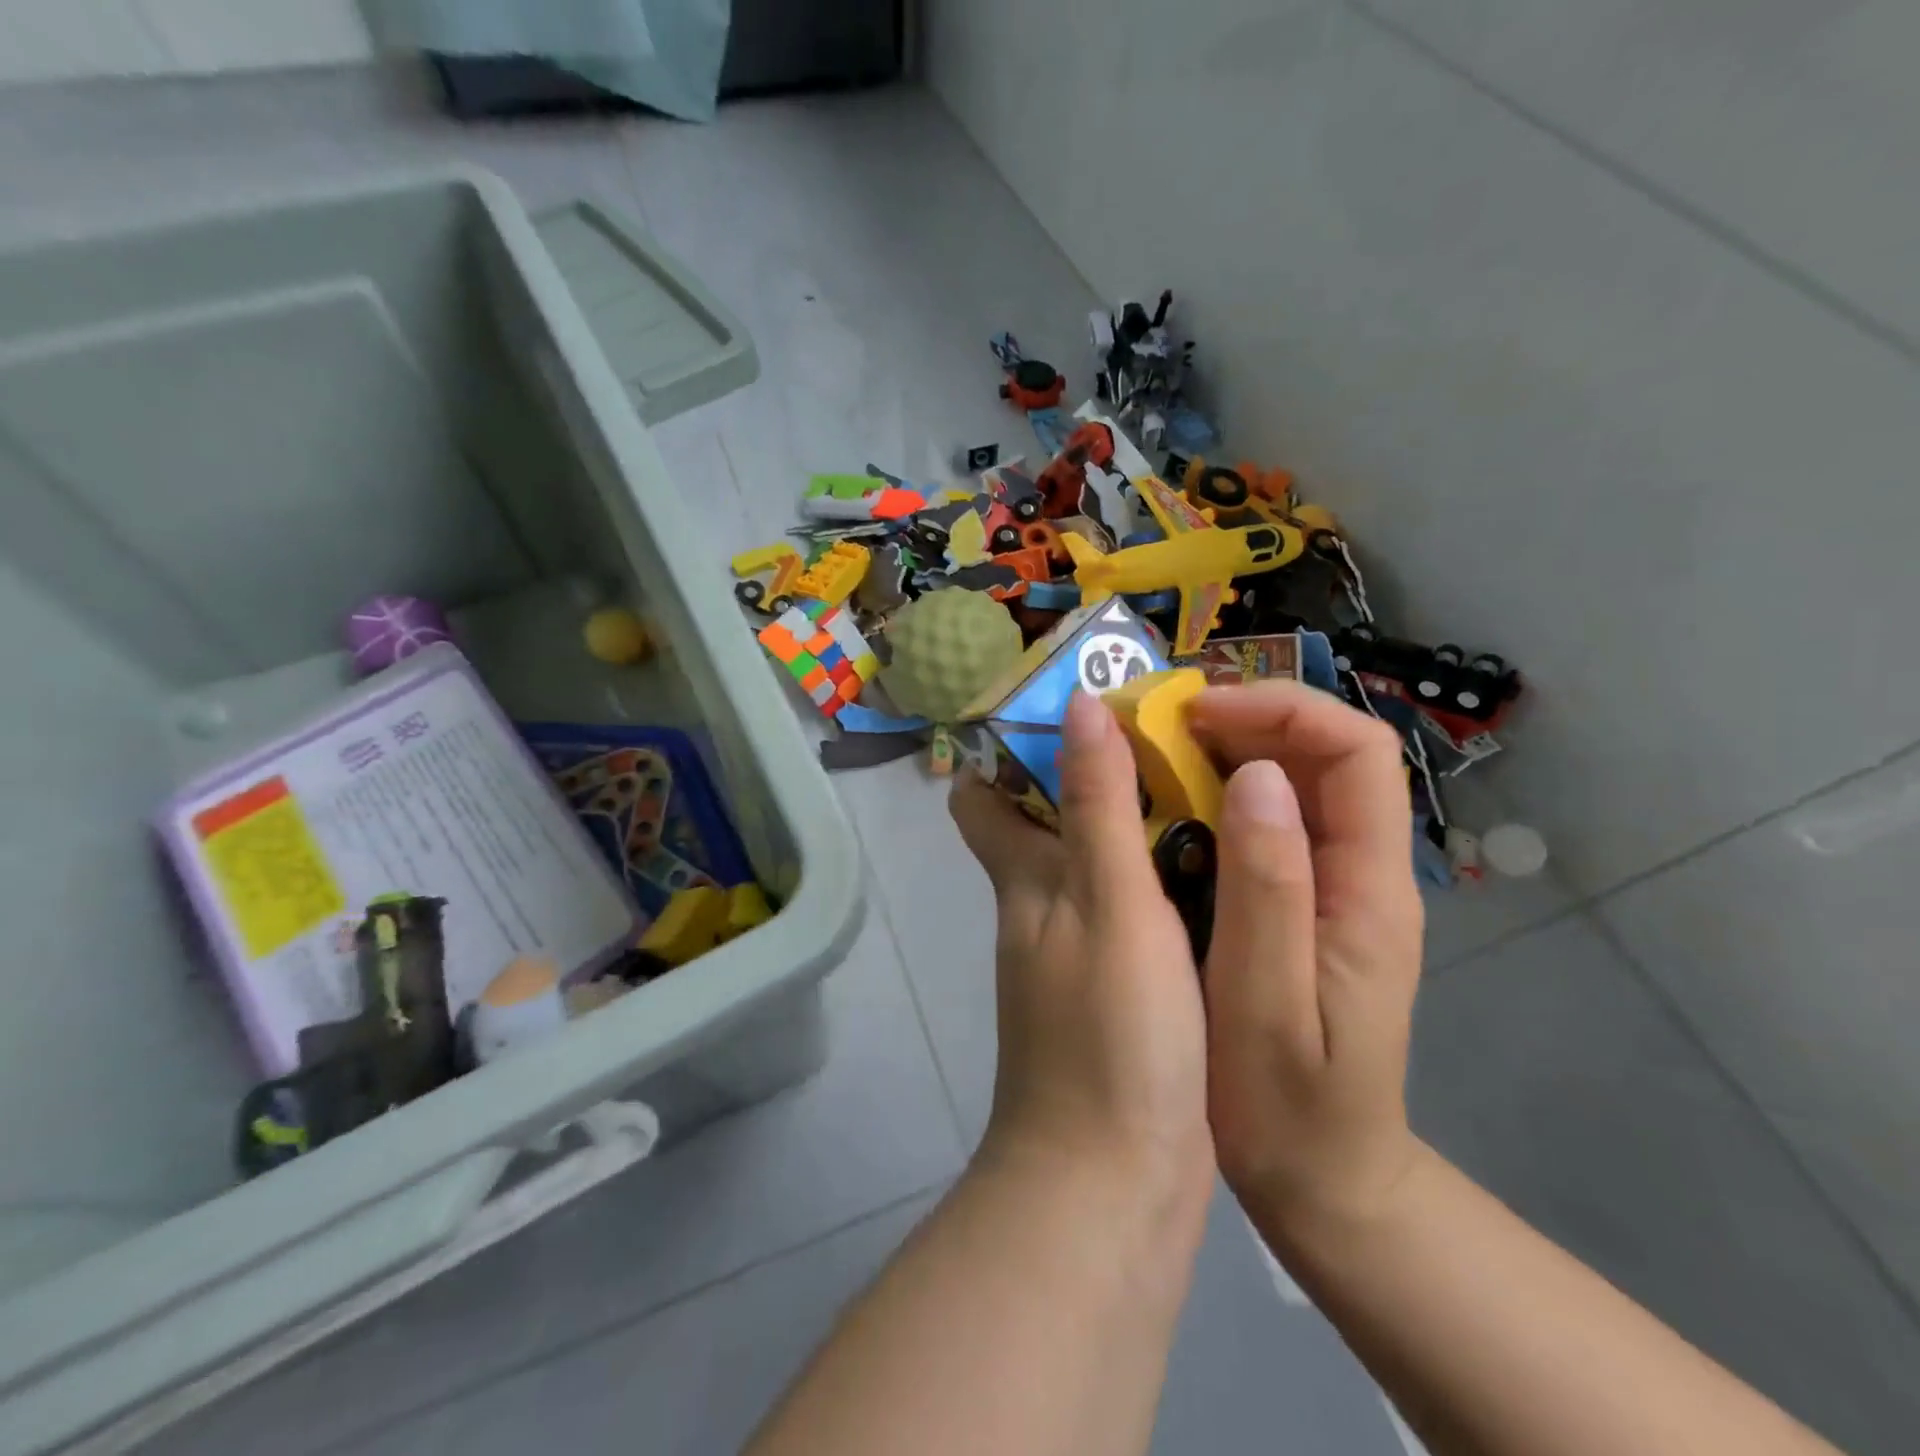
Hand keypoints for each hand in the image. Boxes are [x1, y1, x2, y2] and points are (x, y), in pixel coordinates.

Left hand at [949, 692, 1212, 1216]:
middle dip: (1093, 776)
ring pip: (1098, 865)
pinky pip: (1137, 912)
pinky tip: (1223, 864)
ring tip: (1209, 780)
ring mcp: (1080, 952)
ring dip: (1137, 824)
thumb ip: (1096, 804)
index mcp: (1024, 880)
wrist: (1114, 1183)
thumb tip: (1076, 704)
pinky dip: (1164, 880)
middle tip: (1168, 733)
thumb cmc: (1108, 1033)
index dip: (1008, 751)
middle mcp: (1041, 908)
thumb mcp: (1107, 902)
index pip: (983, 799)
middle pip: (1049, 823)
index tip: (1067, 709)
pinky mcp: (1121, 991)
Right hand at [1188, 681, 1426, 1239]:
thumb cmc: (1290, 1105)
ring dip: (1226, 750)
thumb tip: (1256, 775)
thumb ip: (1269, 887)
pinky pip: (1266, 820)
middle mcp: (1360, 872)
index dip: (1282, 711)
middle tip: (1159, 726)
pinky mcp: (1301, 902)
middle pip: (1324, 753)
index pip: (1357, 752)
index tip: (1197, 715)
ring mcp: (1332, 886)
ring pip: (1293, 781)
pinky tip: (1165, 805)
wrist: (1325, 1178)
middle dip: (1246, 719)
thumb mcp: (1266, 1000)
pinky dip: (1216, 794)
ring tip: (1152, 752)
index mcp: (1368, 889)